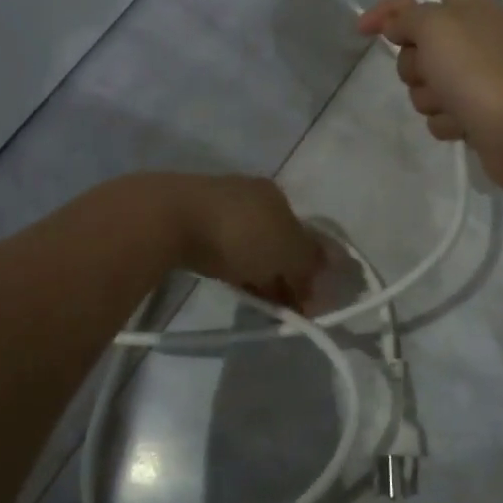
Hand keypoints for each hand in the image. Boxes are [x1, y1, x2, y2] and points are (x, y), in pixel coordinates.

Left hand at [159, 174, 324, 309]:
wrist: (168, 219)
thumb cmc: (238, 233)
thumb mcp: (287, 249)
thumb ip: (311, 259)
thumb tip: (334, 263)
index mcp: (275, 195)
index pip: (302, 235)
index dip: (308, 269)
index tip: (306, 302)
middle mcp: (249, 194)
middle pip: (276, 240)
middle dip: (283, 273)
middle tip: (284, 308)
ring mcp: (217, 205)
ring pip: (248, 245)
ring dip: (259, 272)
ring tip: (260, 304)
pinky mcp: (189, 220)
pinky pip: (222, 249)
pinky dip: (233, 268)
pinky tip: (232, 284)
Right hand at [357, 0, 502, 191]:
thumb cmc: (477, 70)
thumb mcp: (435, 26)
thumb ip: (407, 16)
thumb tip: (397, 26)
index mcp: (473, 6)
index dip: (388, 10)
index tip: (361, 30)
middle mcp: (477, 37)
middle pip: (419, 45)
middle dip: (414, 64)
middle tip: (430, 71)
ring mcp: (478, 77)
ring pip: (426, 83)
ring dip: (429, 96)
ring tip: (451, 103)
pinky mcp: (477, 111)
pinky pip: (441, 112)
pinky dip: (446, 119)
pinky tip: (462, 123)